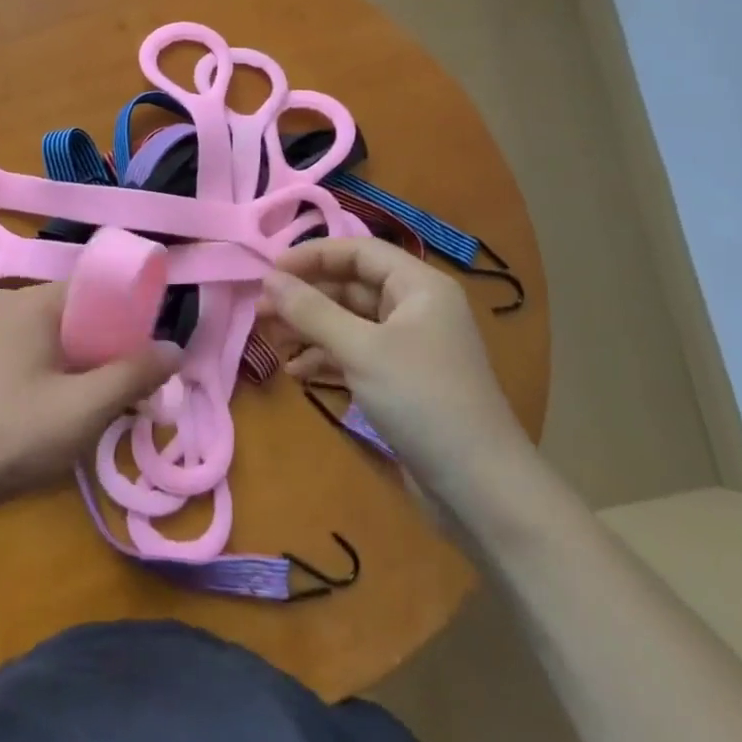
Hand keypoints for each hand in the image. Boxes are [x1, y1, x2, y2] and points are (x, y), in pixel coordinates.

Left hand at [0, 283, 179, 515]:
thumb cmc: (14, 433)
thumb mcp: (85, 408)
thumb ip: (134, 375)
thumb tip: (175, 349)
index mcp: (31, 301)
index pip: (94, 288)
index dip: (129, 314)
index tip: (151, 350)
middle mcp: (9, 305)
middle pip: (77, 313)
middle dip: (109, 347)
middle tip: (133, 387)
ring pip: (57, 337)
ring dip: (86, 365)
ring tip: (105, 404)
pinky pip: (35, 354)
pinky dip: (59, 374)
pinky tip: (68, 411)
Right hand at [260, 239, 533, 506]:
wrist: (481, 490)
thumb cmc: (423, 401)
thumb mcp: (361, 350)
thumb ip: (311, 311)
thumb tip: (269, 278)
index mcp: (419, 286)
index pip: (358, 251)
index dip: (312, 256)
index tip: (269, 271)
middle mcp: (415, 308)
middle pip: (351, 286)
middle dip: (306, 296)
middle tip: (261, 310)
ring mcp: (409, 347)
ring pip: (349, 322)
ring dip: (310, 328)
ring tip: (270, 340)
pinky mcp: (401, 381)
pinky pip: (355, 354)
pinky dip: (326, 358)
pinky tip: (296, 371)